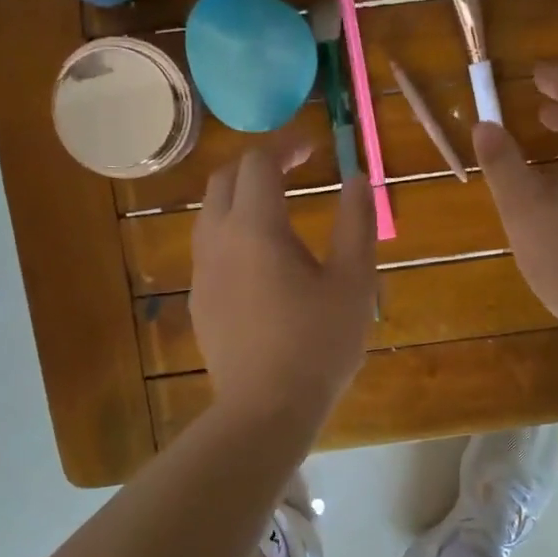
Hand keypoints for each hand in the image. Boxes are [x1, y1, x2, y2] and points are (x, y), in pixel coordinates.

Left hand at [191, 139, 376, 427]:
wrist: (266, 410)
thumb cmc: (318, 343)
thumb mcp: (353, 282)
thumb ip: (356, 222)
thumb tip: (358, 178)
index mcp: (255, 228)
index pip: (258, 163)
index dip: (285, 146)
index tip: (312, 148)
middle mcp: (218, 240)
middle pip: (223, 180)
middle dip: (256, 165)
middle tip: (292, 170)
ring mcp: (202, 272)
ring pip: (210, 213)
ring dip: (239, 197)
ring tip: (276, 209)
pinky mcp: (199, 301)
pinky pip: (208, 248)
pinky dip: (231, 231)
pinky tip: (260, 260)